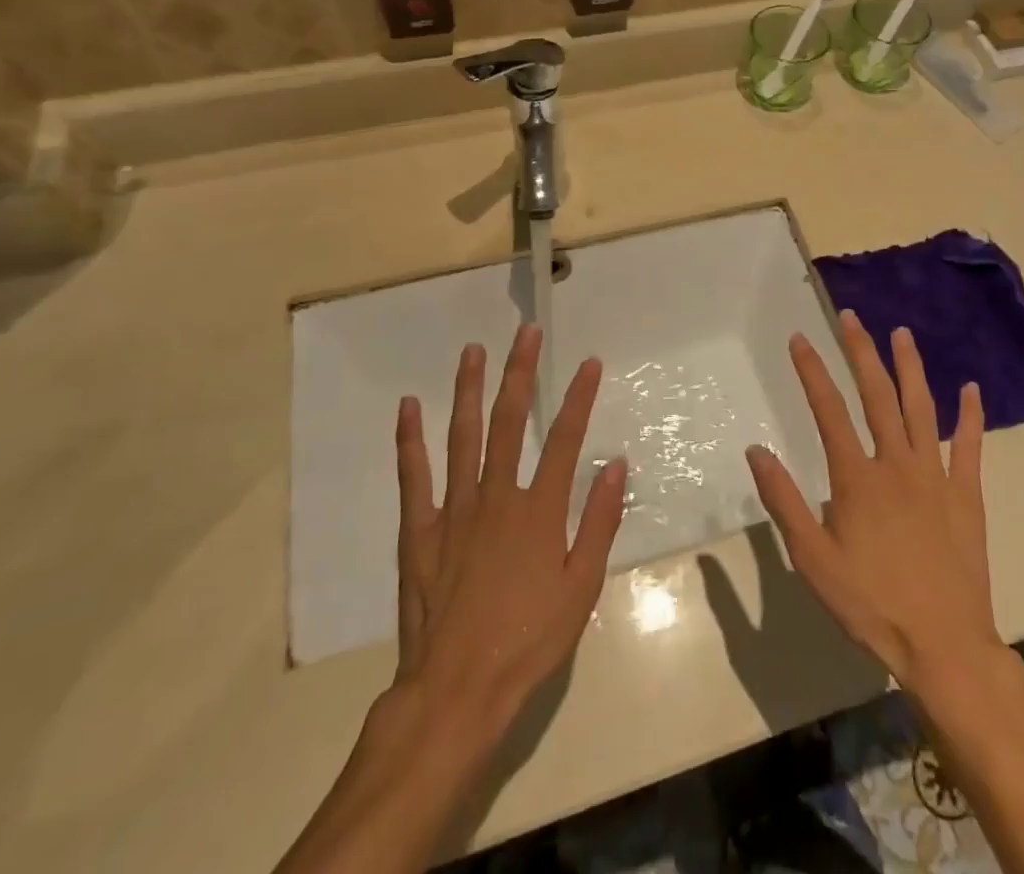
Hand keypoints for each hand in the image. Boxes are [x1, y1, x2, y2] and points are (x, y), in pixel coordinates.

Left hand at [393, 323, 627, 726]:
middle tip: (525, 332)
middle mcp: (496, 496)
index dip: (579, 397)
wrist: (457, 691)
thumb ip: (600, 522)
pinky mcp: (420, 530)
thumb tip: (615, 464)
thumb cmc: (528, 641)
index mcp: (539, 510)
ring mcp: (454, 510)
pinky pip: (413, 476)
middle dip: (520, 372)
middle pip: (509, 421)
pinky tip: (408, 406)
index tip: (589, 362)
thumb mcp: (582, 588)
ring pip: (462, 435)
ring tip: (473, 350)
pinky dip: (409, 439)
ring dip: (468, 389)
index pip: (564, 438)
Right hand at [746, 310, 996, 695]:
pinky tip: (972, 389)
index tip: (800, 338)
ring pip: (921, 408)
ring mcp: (935, 476)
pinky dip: (971, 416)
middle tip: (850, 317)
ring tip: (900, 333)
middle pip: (877, 395)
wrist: (944, 646)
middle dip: (861, 351)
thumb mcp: (813, 560)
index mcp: (857, 478)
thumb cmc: (871, 604)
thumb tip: (755, 450)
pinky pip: (969, 446)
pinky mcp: (966, 495)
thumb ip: (784, 502)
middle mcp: (896, 464)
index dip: (811, 370)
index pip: (828, 409)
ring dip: (910, 367)